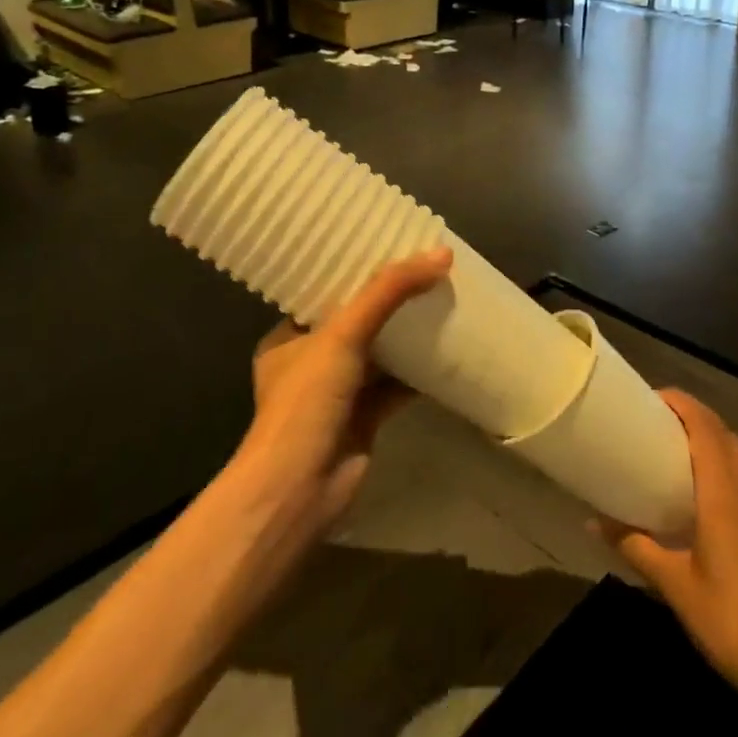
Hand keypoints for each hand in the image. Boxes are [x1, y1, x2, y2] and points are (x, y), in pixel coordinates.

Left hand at [235, 248, 451, 534]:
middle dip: (389, 300)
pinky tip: (449, 347)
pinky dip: (419, 369)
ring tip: (442, 297)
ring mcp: (338, 393)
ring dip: (407, 333)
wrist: (301, 489)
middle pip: (356, 321)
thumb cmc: (306, 403)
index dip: (356, 271)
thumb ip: (389, 292)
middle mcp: (310, 362)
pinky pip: (396, 384)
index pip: (324, 293)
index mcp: (288, 338)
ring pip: (379, 353)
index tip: (390, 246)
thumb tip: (441, 254)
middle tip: (425, 269)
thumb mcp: (343, 335)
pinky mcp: (364, 418)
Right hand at [597, 390, 737, 703]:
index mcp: (723, 491)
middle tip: (655, 423)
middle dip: (691, 416)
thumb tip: (592, 521)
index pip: (705, 426)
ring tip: (680, 448)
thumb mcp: (673, 584)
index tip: (648, 398)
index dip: (680, 403)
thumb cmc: (731, 619)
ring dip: (713, 437)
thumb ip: (633, 546)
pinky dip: (730, 461)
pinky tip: (713, 488)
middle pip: (723, 432)